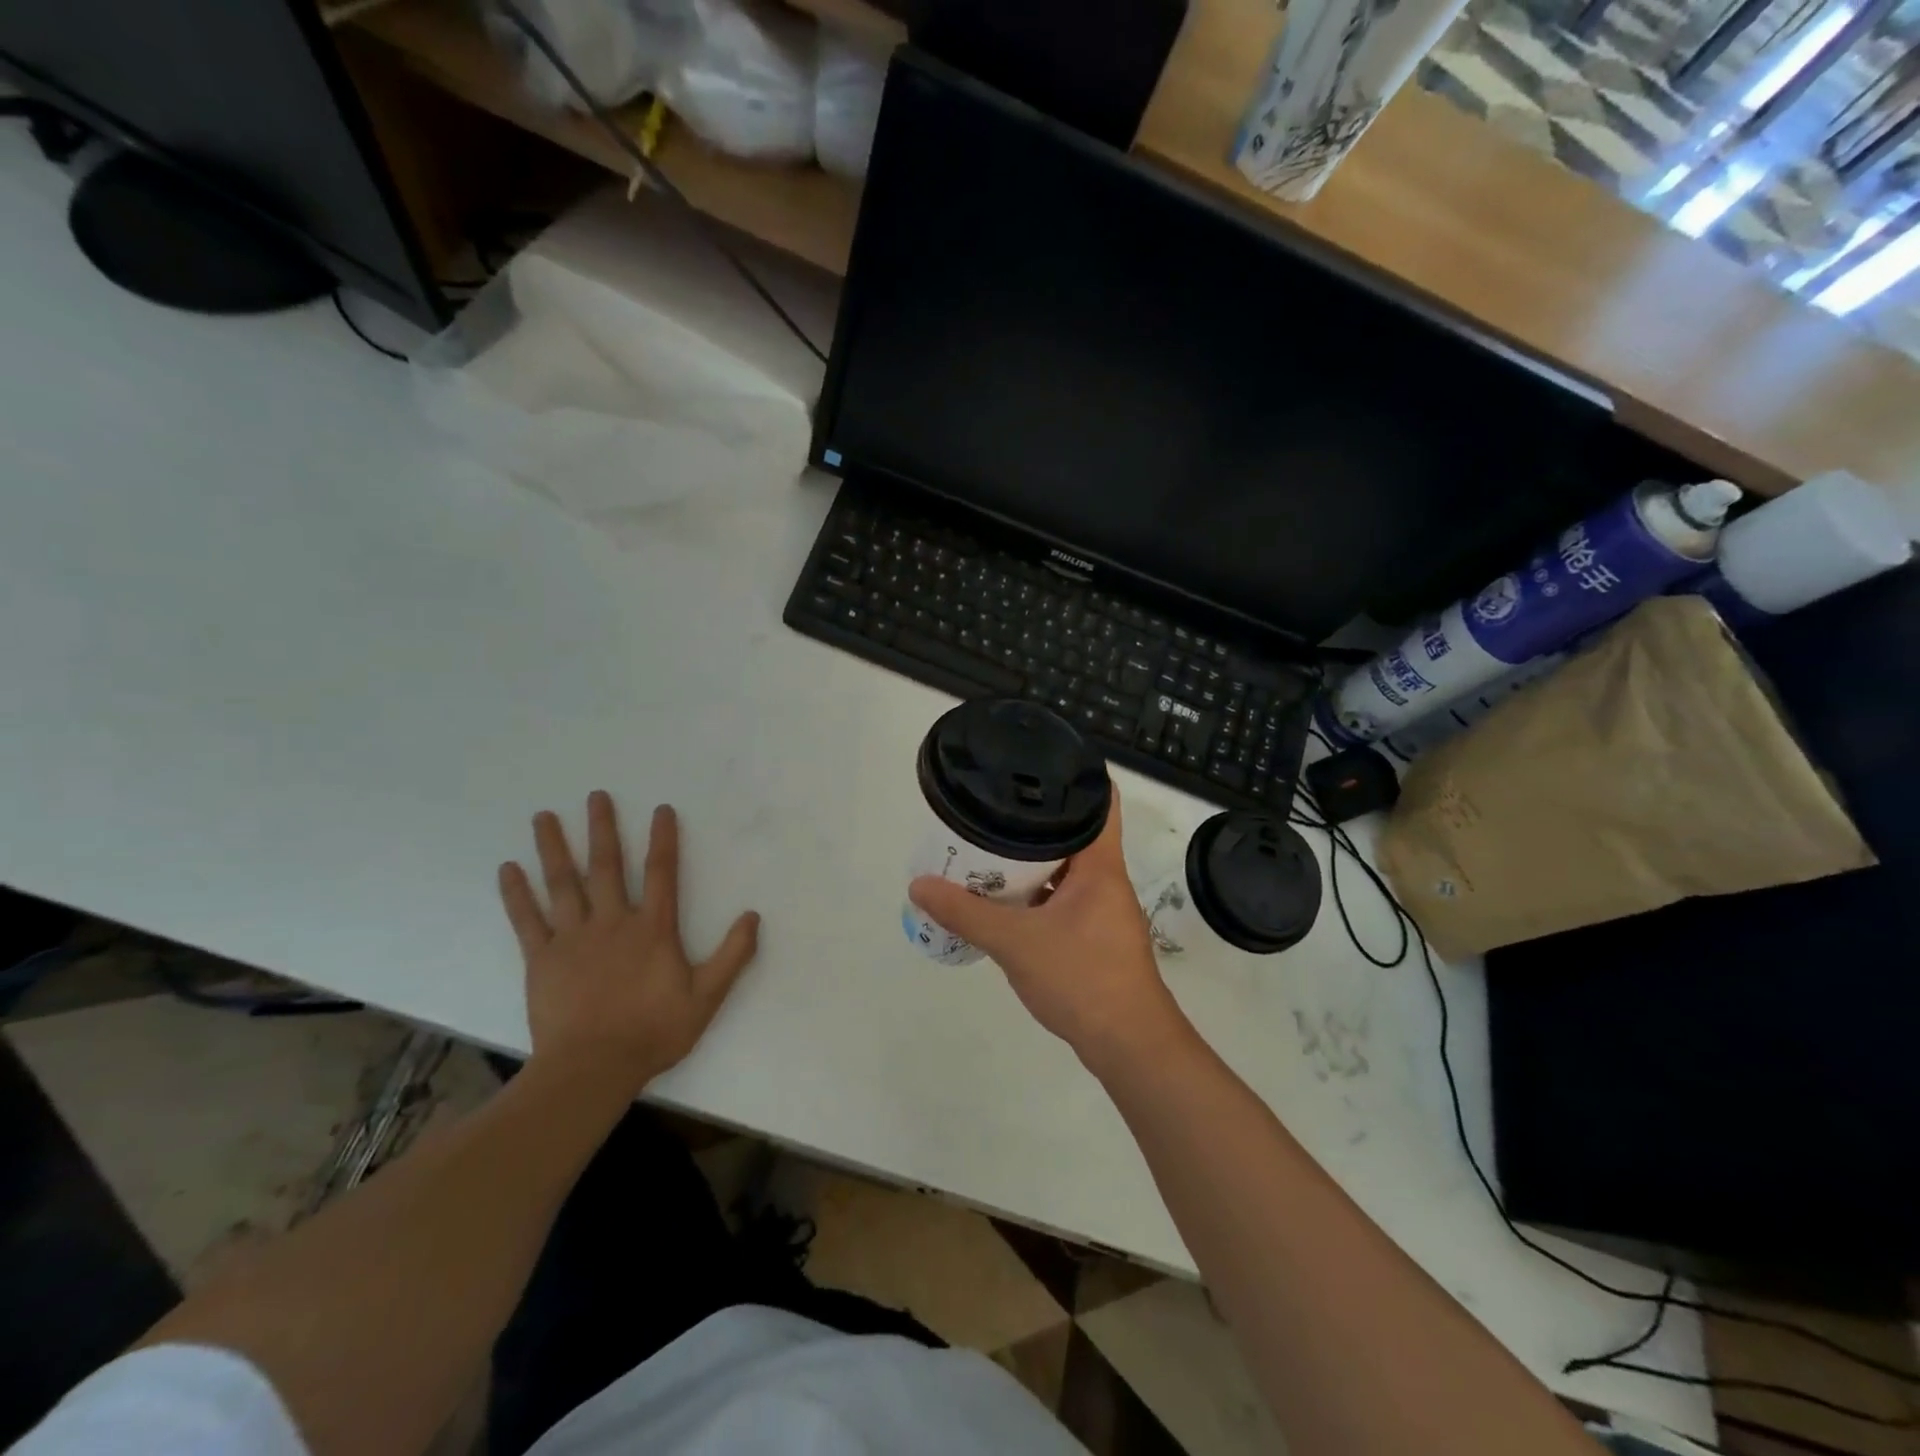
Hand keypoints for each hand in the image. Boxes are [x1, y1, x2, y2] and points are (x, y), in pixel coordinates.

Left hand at [499, 793, 759, 1095]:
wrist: (592, 1069)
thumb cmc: (653, 1031)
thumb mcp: (707, 996)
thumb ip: (732, 955)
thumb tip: (753, 915)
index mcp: (652, 929)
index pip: (661, 873)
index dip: (663, 840)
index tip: (661, 809)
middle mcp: (612, 923)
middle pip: (606, 867)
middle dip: (602, 829)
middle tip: (595, 796)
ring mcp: (572, 939)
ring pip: (562, 884)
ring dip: (554, 848)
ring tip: (543, 816)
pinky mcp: (541, 960)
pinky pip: (526, 920)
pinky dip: (517, 894)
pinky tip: (508, 869)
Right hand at [909, 785, 1187, 1074]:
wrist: (1129, 1045)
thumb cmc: (1082, 979)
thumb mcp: (1015, 942)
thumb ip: (966, 913)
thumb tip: (918, 884)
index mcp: (1100, 865)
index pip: (1100, 800)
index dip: (1075, 775)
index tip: (1036, 762)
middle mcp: (1106, 880)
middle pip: (1074, 834)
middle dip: (1034, 822)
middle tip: (991, 809)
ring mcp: (1103, 911)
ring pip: (1065, 871)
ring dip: (1032, 863)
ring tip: (988, 851)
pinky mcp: (1096, 938)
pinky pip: (1063, 901)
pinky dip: (1036, 895)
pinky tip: (1005, 903)